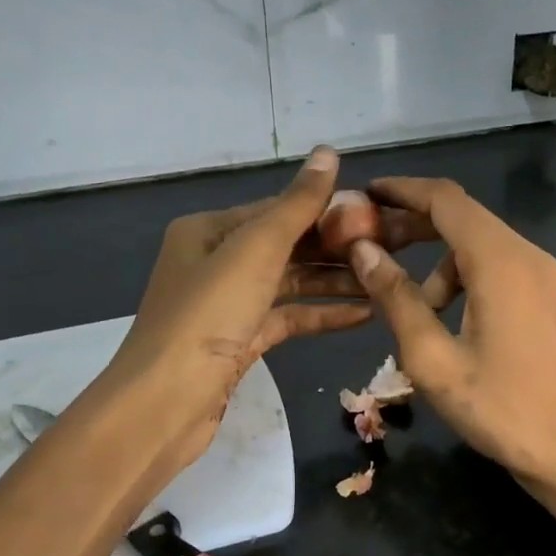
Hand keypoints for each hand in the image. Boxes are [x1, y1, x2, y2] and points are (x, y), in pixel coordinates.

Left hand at [103, 147, 374, 473]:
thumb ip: (296, 205)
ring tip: (385, 282)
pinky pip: (287, 318)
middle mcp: (215, 261)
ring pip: (290, 284)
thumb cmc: (208, 316)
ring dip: (334, 282)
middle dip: (335, 248)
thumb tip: (328, 151)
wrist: (165, 403)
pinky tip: (363, 315)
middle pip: (286, 246)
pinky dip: (321, 315)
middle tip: (390, 249)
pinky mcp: (240, 342)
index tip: (376, 216)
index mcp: (209, 230)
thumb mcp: (255, 251)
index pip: (277, 209)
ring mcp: (228, 304)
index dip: (326, 210)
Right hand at [346, 177, 555, 555]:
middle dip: (412, 225)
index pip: (444, 199)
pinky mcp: (550, 300)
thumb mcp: (433, 359)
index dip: (401, 190)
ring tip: (410, 308)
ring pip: (478, 247)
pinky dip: (463, 280)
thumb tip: (363, 251)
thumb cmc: (502, 410)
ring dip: (436, 263)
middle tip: (367, 245)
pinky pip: (498, 270)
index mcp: (500, 261)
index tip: (363, 193)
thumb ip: (396, 299)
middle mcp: (527, 256)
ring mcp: (545, 278)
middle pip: (462, 218)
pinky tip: (447, 323)